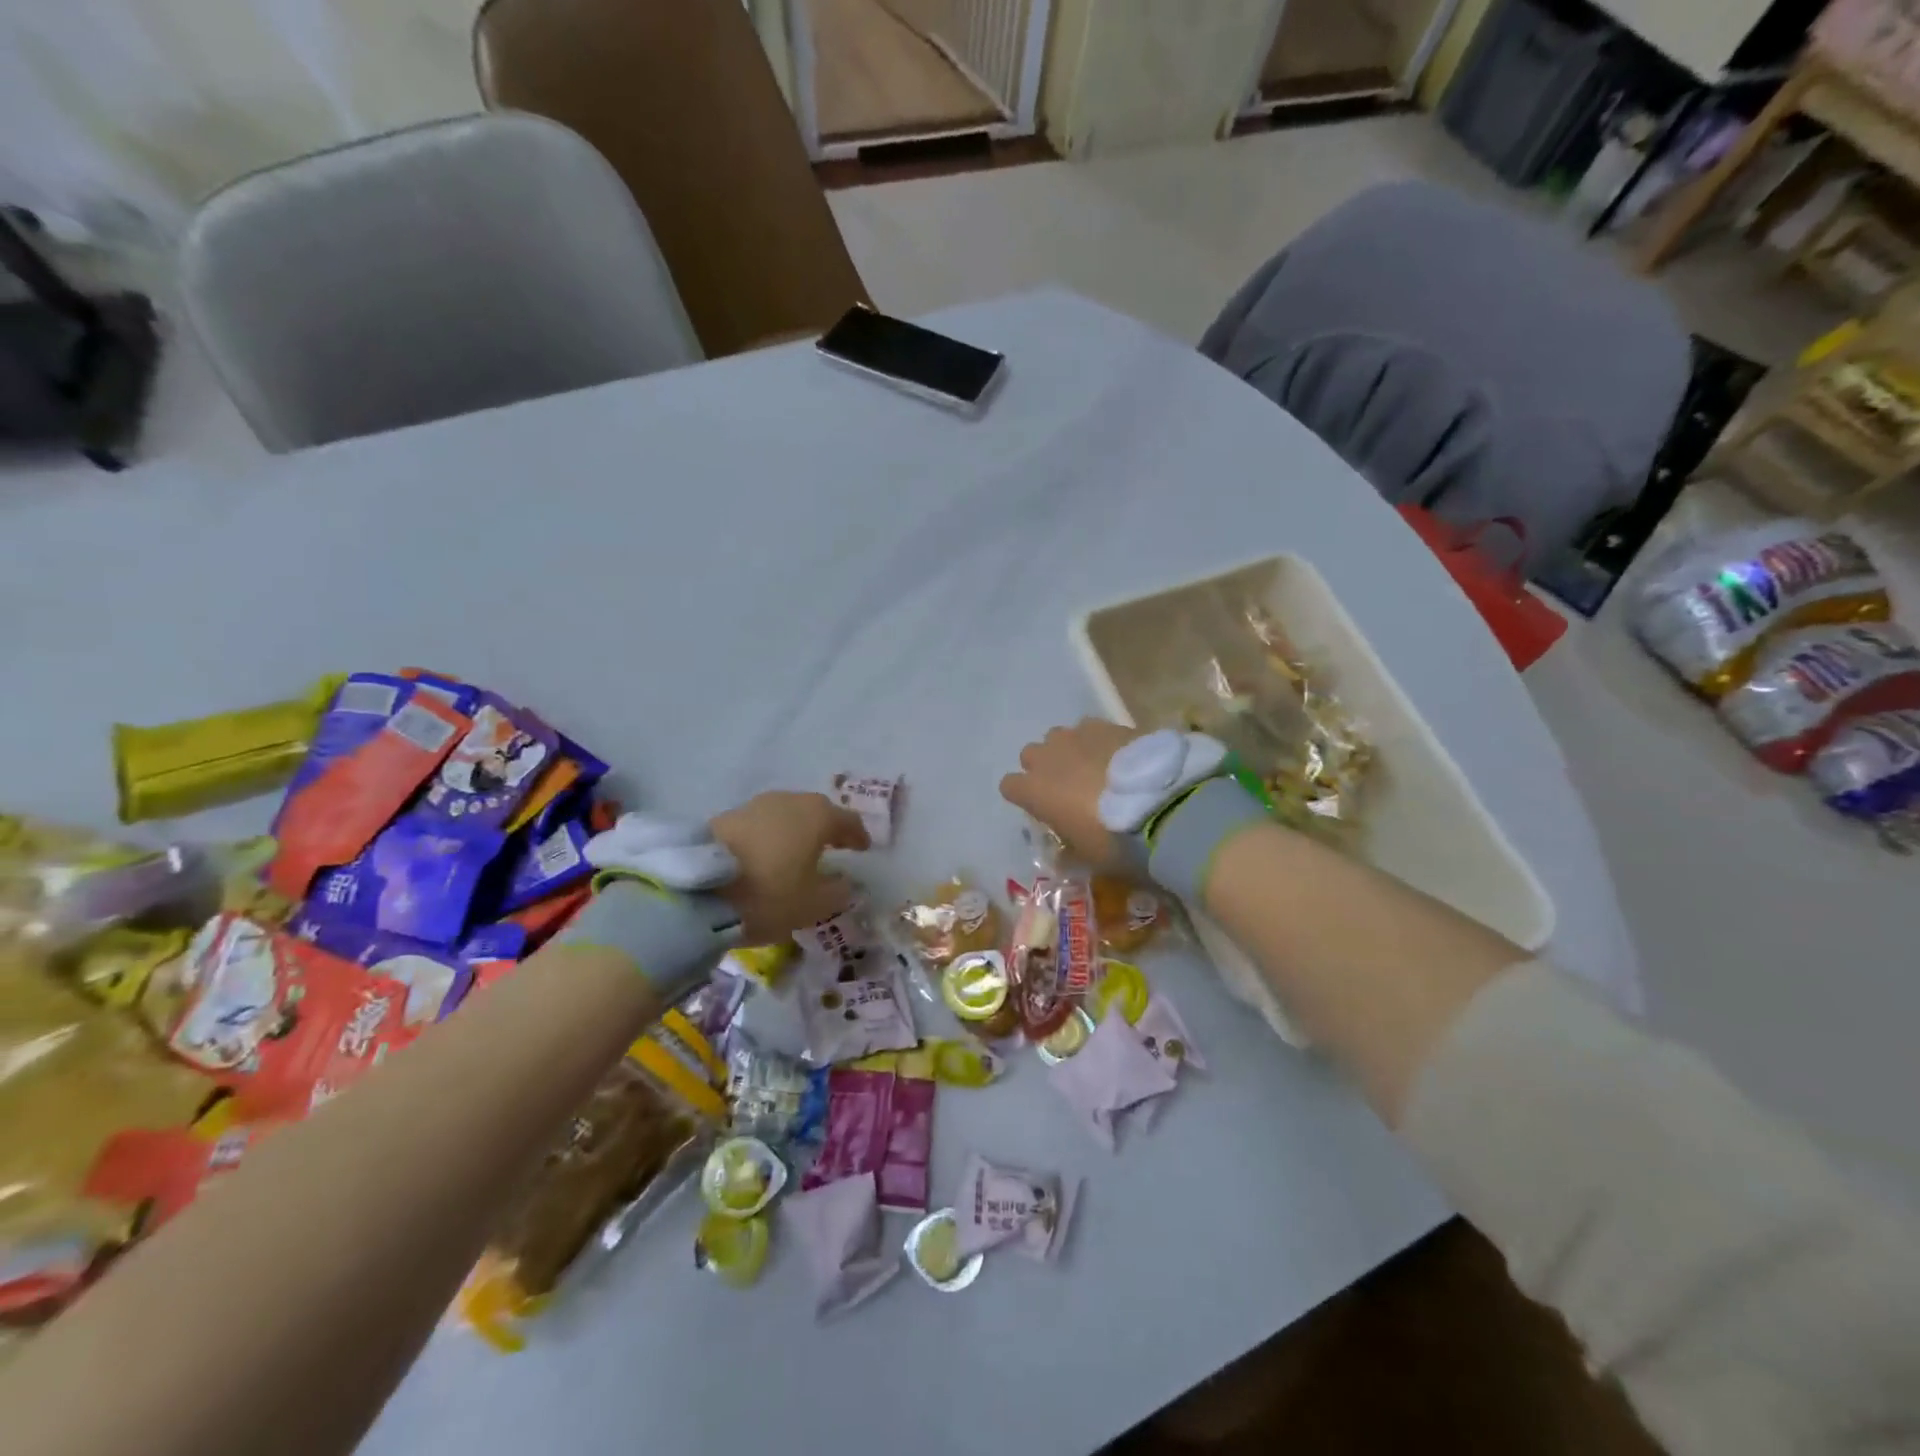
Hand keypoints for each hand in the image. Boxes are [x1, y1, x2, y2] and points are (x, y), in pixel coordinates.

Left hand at [710, 792, 869, 942]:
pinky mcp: (726, 817)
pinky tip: (767, 855)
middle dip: (826, 828)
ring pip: (785, 815)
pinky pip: (760, 825)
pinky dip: (770, 837)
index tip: (863, 848)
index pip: (847, 820)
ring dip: (795, 831)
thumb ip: (837, 892)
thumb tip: (846, 883)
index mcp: (817, 816)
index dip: (858, 835)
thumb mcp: (813, 904)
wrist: (696, 892)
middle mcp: (788, 801)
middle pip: (815, 811)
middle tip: (833, 845)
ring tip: (797, 852)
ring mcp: (754, 806)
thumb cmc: (769, 894)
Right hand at [999, 719, 1144, 871]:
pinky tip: (1119, 756)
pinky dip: (1098, 741)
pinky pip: (1090, 729)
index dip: (1024, 796)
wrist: (1162, 805)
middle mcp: (1047, 757)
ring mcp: (1076, 736)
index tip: (1043, 808)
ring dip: (1070, 751)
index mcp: (1034, 790)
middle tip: (1069, 787)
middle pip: (1031, 755)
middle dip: (1045, 768)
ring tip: (1096, 768)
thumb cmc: (1114, 839)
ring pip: (1059, 737)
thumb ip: (1069, 850)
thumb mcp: (1088, 857)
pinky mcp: (1106, 724)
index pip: (1009, 786)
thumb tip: (1064, 852)